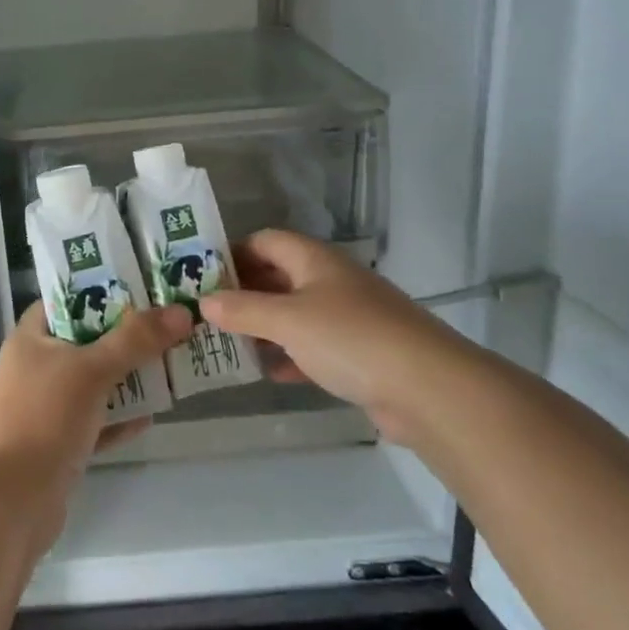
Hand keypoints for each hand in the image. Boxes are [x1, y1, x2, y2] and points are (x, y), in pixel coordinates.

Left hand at [0, 302, 190, 552]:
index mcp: (30, 339)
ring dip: (126, 378)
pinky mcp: (56, 445)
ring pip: (92, 383)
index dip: (97, 291)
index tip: (138, 287)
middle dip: (123, 336)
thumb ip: (136, 341)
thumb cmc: (45, 419)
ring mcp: (43, 408)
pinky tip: (151, 415)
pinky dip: (118, 418)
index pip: (63, 301)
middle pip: (84, 341)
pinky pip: (94, 422)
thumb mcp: (92, 370)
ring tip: (168, 364)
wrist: (12, 502)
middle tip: (165, 324)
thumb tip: (181, 313)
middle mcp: (33, 369)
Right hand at [201, 230, 477, 444]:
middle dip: (244, 293)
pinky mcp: (359, 353)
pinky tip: (268, 372)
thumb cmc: (350, 339)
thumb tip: (204, 301)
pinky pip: (313, 346)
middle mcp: (331, 281)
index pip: (265, 241)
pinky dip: (289, 355)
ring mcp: (348, 317)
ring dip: (264, 327)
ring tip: (226, 343)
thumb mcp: (287, 321)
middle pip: (278, 276)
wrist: (428, 388)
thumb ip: (243, 310)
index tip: (200, 276)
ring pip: (294, 314)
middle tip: (206, 313)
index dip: (233, 253)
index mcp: (314, 260)